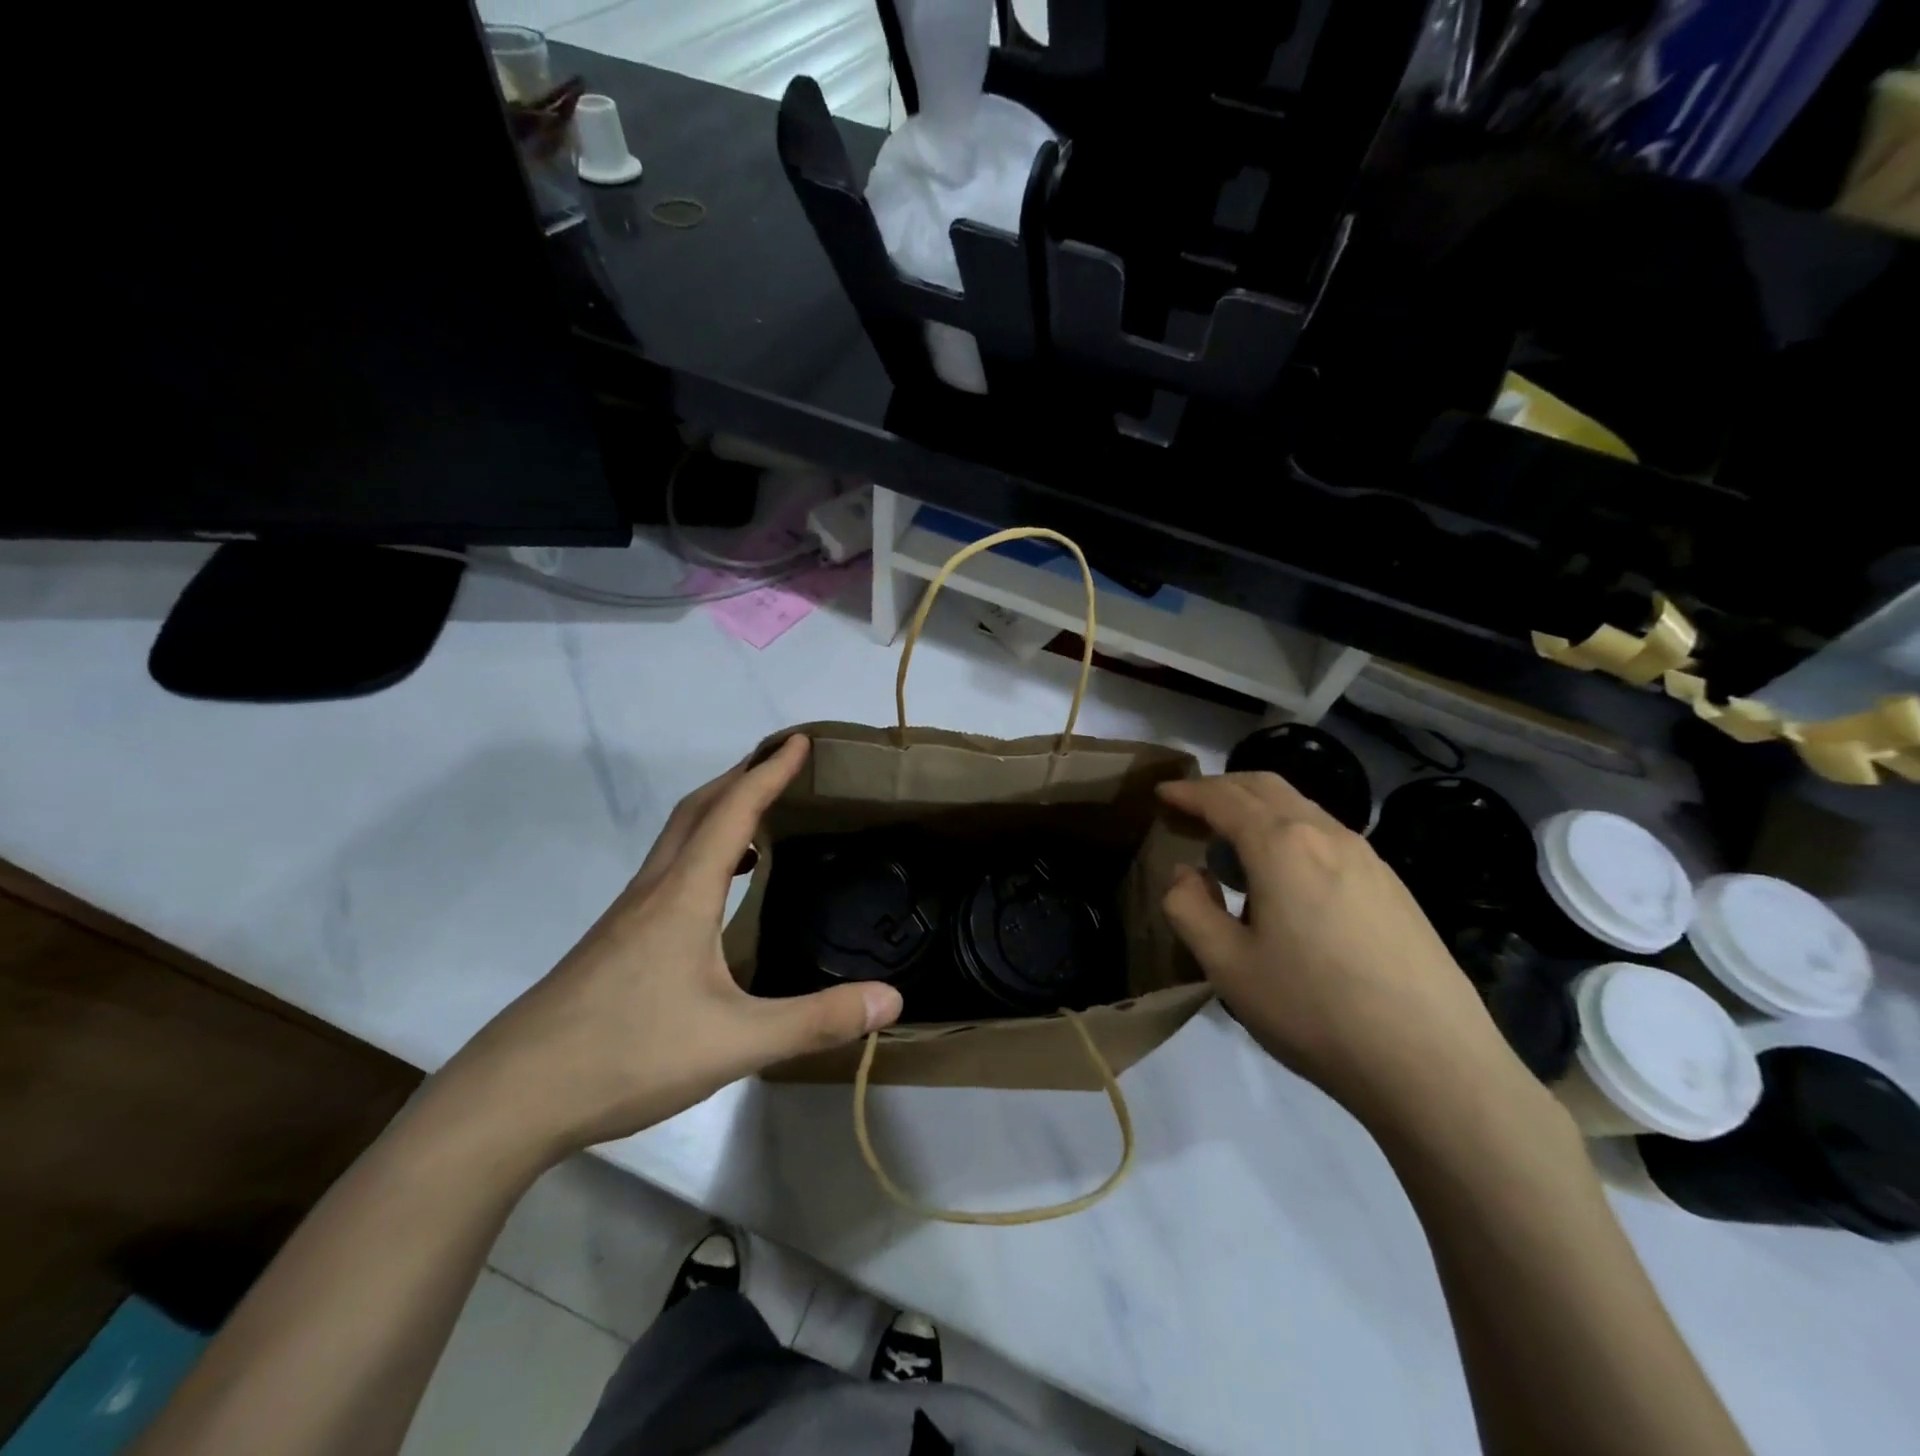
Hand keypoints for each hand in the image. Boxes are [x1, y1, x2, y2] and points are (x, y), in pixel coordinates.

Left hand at [441, 735, 901, 1160]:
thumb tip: (891, 998)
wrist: (511, 1098)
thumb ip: (815, 1020)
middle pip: (696, 810)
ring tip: (758, 818)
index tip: (800, 741)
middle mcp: (652, 891)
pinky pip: (666, 873)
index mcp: (683, 895)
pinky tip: (716, 895)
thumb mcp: (735, 1042)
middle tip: (780, 763)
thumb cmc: (627, 1054)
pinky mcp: (612, 943)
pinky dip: (700, 854)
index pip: (733, 813)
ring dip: (717, 813)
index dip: (769, 772)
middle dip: (740, 776)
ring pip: (676, 840)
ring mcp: (625, 917)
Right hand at [1156, 772, 1533, 1132]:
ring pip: (1302, 808)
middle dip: (1223, 787)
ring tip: (1233, 843)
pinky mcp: (1392, 885)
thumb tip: (1186, 874)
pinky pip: (1328, 836)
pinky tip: (1287, 877)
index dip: (1188, 792)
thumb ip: (1189, 909)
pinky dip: (1291, 833)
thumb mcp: (1228, 967)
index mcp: (1281, 845)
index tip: (1162, 794)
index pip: (1224, 798)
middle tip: (1191, 808)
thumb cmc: (1314, 1010)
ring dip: (1259, 809)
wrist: (1433, 1063)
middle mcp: (1326, 834)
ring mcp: (1368, 857)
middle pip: (1266, 786)